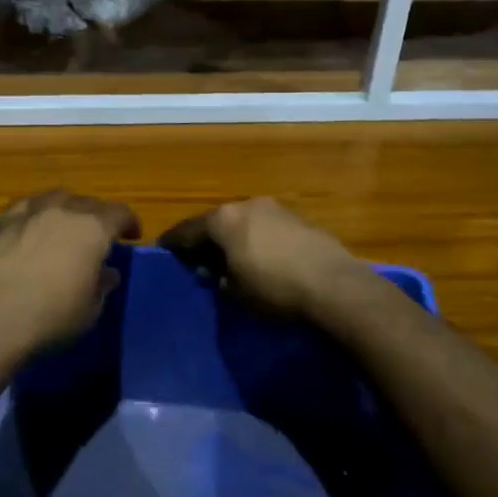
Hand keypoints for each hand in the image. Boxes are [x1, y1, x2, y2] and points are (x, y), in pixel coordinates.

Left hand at [0, 191, 140, 359]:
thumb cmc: (50, 318)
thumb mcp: (89, 310)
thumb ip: (101, 286)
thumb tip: (106, 273)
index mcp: (92, 229)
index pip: (120, 213)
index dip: (130, 222)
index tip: (132, 235)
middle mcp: (63, 211)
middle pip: (88, 202)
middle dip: (99, 215)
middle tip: (100, 233)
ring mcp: (29, 213)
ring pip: (55, 198)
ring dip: (67, 208)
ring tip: (67, 224)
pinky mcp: (1, 224)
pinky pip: (26, 209)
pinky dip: (36, 214)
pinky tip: (32, 227)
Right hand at [162, 197, 375, 321]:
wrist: (334, 285)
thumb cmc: (275, 289)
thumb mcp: (237, 292)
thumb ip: (219, 278)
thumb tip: (213, 272)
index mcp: (223, 219)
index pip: (188, 229)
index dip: (174, 241)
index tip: (163, 248)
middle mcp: (246, 205)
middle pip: (217, 221)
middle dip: (207, 240)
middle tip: (200, 259)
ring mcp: (275, 208)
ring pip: (244, 221)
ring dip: (235, 238)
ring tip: (233, 259)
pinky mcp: (299, 218)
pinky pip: (267, 226)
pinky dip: (258, 239)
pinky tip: (263, 257)